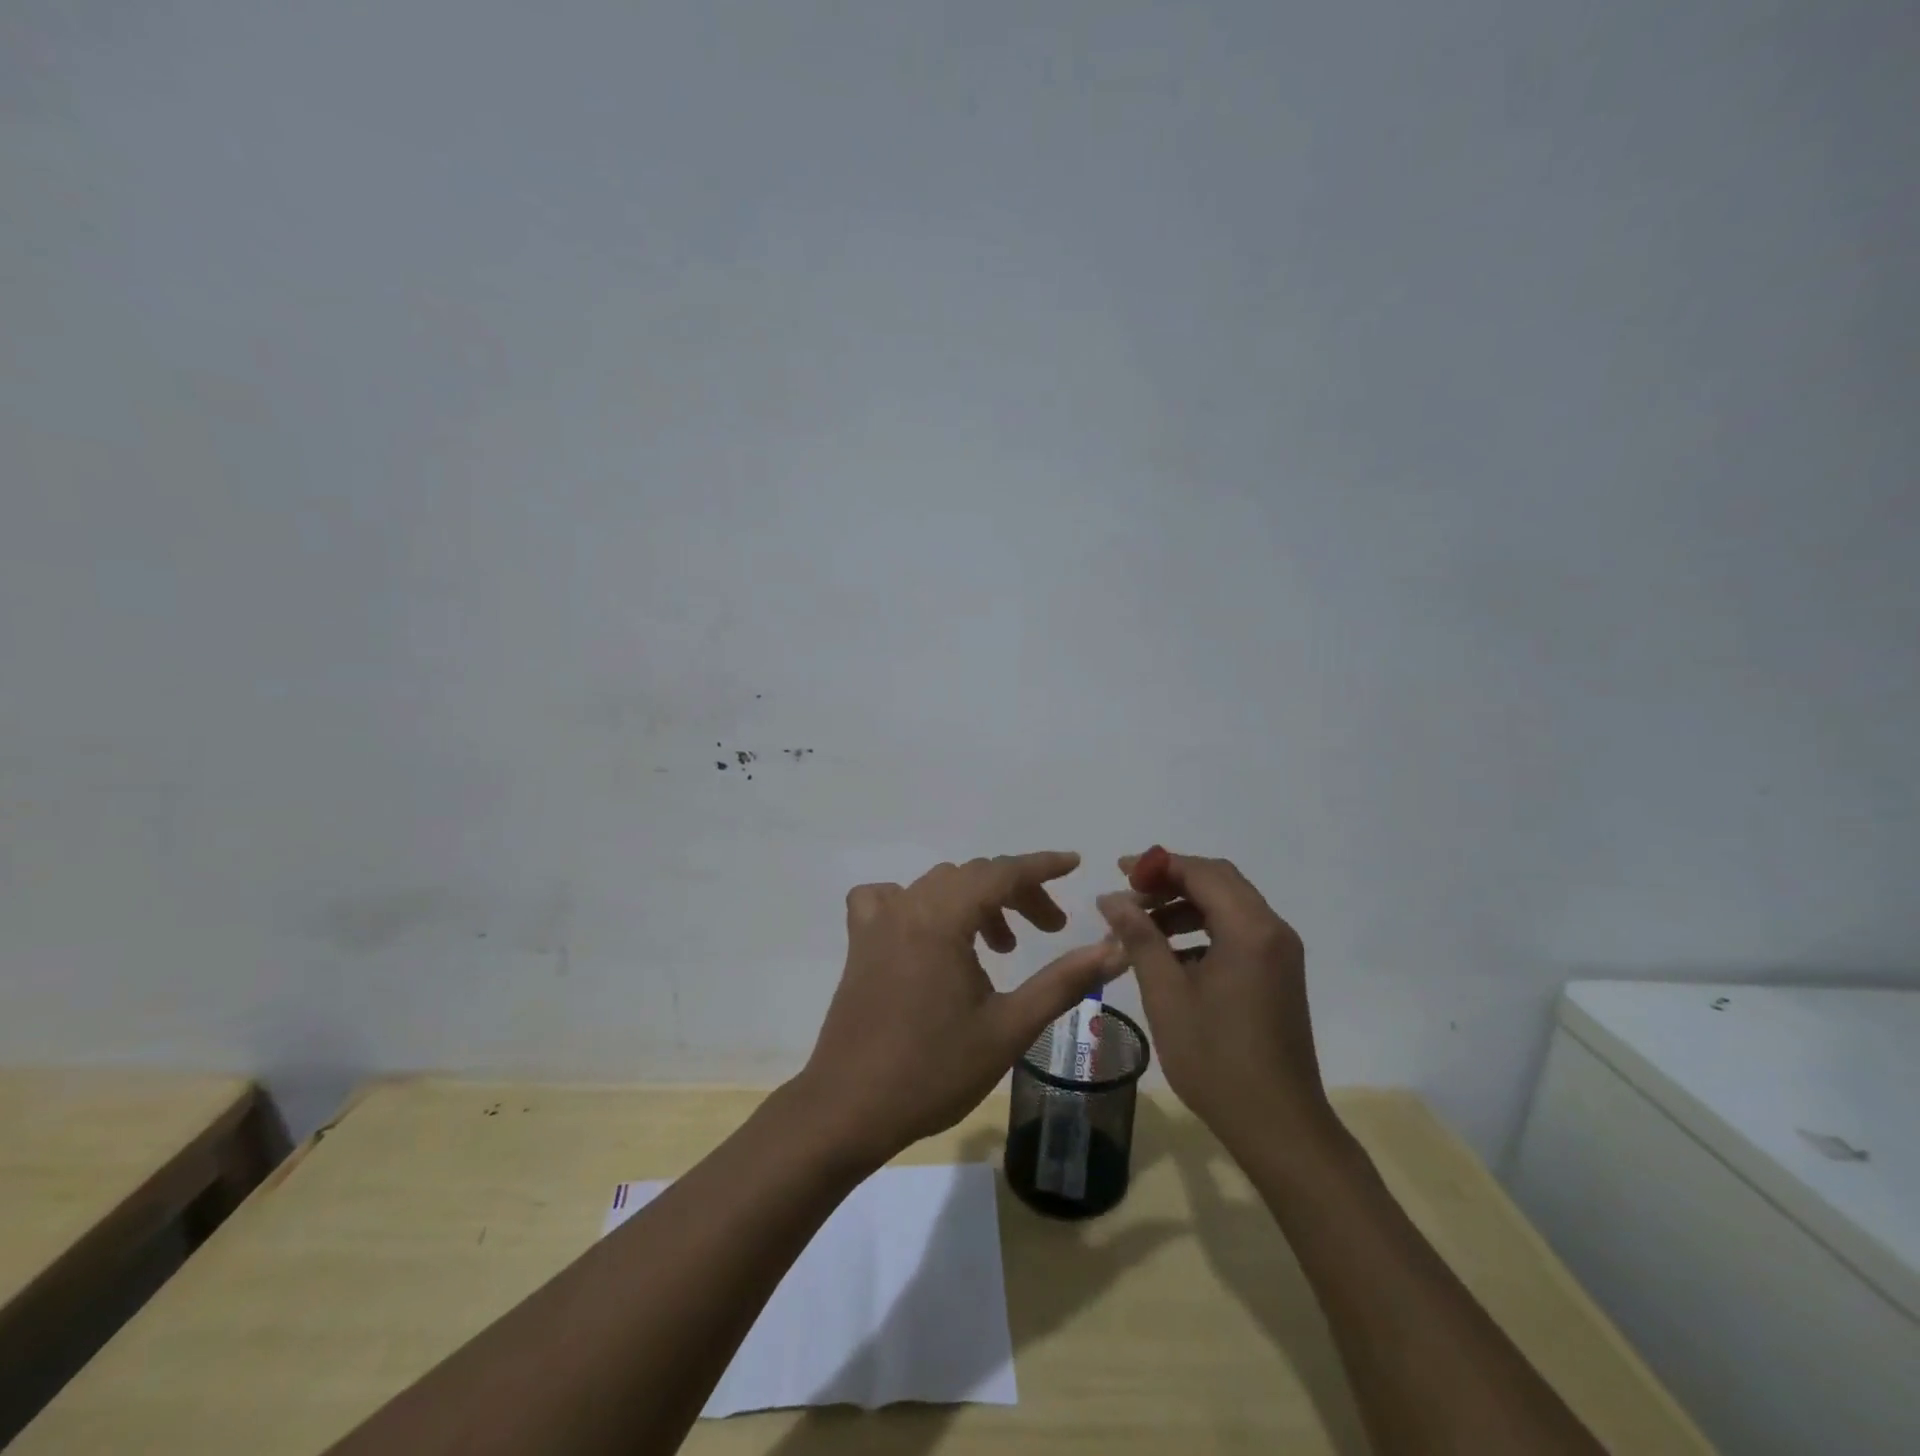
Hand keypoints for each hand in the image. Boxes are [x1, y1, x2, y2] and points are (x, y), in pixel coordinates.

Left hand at [798, 851, 1120, 1168]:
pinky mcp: (859, 943)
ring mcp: (877, 922)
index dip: (1042, 866)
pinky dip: (919, 904)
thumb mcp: (1009, 1028)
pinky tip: (930, 933)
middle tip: (1049, 927)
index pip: (1002, 872)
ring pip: (937, 886)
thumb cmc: (934, 1070)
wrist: (849, 1109)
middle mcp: (908, 906)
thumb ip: (1064, 982)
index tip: (1074, 864)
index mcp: (942, 918)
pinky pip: (888, 900)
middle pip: (973, 877)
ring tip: (1002, 945)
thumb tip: (1116, 949)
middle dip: (1017, 893)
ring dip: (976, 901)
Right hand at [1097, 851, 1331, 1151]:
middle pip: (1218, 881)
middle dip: (1170, 882)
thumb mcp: (1167, 995)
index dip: (1157, 866)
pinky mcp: (1278, 973)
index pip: (1201, 872)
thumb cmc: (1216, 1059)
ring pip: (1227, 905)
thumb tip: (1111, 898)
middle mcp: (1272, 930)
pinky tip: (1170, 955)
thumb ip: (1140, 938)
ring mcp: (1280, 952)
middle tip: (1128, 899)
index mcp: (1249, 929)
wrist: (1279, 1126)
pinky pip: (1237, 931)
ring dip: (1184, 906)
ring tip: (1141, 927)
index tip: (1118, 873)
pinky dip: (1202, 929)